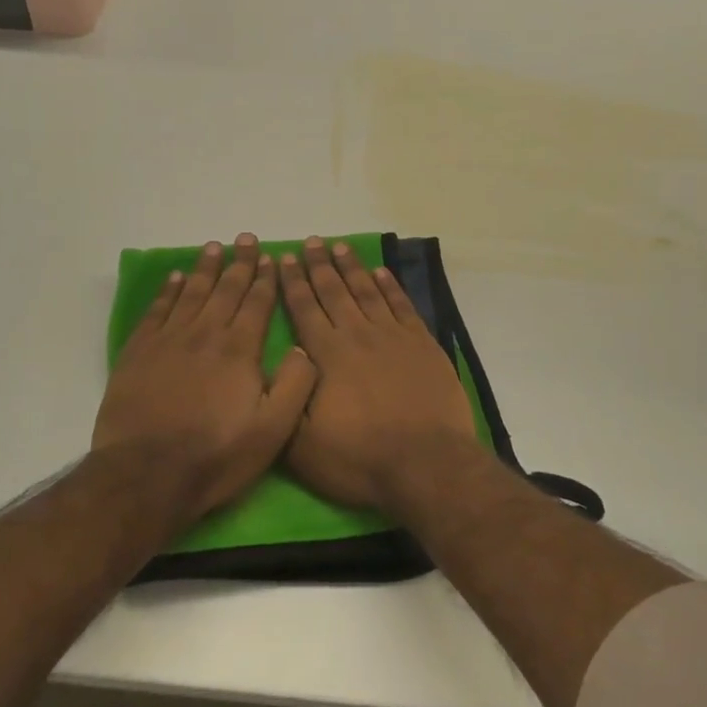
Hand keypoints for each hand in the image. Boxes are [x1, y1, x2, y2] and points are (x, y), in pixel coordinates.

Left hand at [93, 235, 317, 523]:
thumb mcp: (273, 430)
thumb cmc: (216, 455)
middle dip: (239, 263)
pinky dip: (167, 291)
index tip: (271, 257)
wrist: (147, 474)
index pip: (257, 304)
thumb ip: (296, 385)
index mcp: (239, 349)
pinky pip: (157, 310)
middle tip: (245, 238)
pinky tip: (174, 278)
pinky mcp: (139, 352)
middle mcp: (205, 333)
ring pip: (191, 292)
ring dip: (204, 268)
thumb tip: (304, 347)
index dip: (266, 279)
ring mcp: (169, 340)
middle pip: (225, 289)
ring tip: (213, 247)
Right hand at [277, 238, 479, 512]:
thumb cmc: (360, 459)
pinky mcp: (422, 344)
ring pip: (367, 291)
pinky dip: (391, 287)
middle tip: (311, 241)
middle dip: (319, 265)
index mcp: (327, 355)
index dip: (293, 282)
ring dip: (352, 268)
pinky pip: (402, 306)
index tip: (285, 258)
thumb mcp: (302, 445)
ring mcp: (393, 337)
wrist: (426, 464)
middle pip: (334, 291)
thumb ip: (285, 400)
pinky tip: (382, 273)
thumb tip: (280, 361)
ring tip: (340, 246)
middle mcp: (357, 335)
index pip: (304, 309)